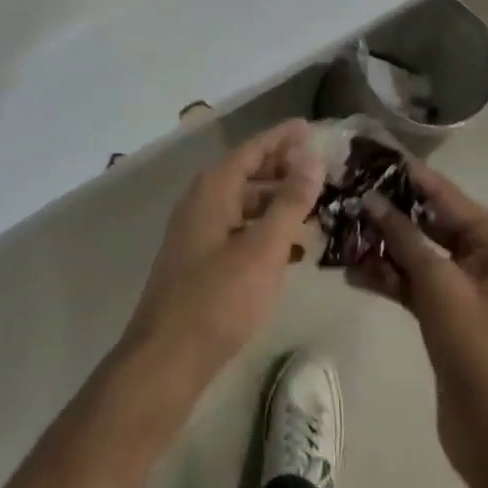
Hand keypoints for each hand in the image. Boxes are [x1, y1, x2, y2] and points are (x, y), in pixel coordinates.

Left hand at [122, 119, 324, 386]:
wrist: (166, 360)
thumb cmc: (218, 298)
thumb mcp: (264, 248)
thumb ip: (290, 201)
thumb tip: (312, 156)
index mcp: (214, 188)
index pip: (254, 148)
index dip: (283, 138)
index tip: (310, 127)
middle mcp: (202, 200)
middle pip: (248, 173)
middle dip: (283, 171)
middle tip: (321, 172)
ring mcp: (197, 232)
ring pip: (244, 205)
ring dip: (277, 204)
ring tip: (313, 210)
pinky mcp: (199, 261)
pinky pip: (238, 231)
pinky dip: (264, 232)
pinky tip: (291, 251)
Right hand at [349, 161, 487, 477]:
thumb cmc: (477, 345)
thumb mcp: (438, 283)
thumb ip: (403, 236)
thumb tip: (370, 198)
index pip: (442, 193)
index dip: (405, 173)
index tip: (368, 152)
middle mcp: (483, 253)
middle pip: (427, 220)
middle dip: (387, 211)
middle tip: (345, 192)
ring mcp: (463, 284)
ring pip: (416, 252)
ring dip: (382, 246)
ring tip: (340, 233)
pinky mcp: (446, 312)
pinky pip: (413, 282)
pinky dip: (387, 276)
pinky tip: (352, 273)